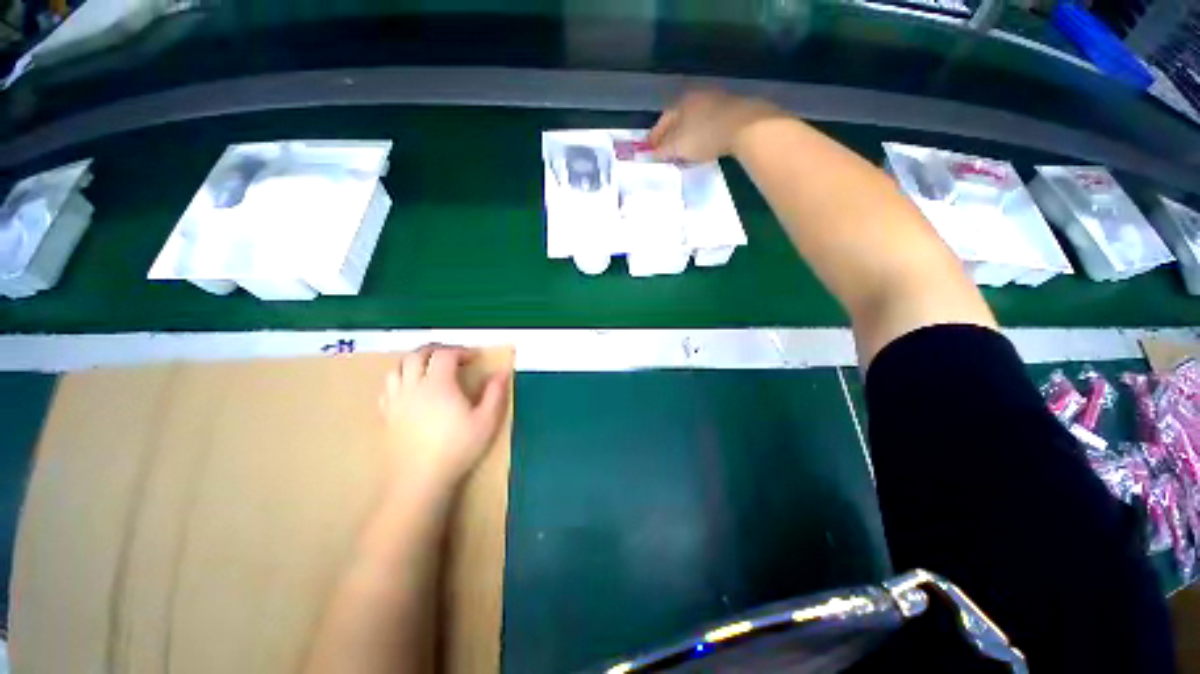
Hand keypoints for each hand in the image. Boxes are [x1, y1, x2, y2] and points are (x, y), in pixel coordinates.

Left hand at [379, 345, 509, 493]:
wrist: (420, 480)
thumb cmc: (458, 448)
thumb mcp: (486, 420)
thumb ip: (495, 393)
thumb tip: (503, 371)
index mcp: (438, 384)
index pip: (445, 354)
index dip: (461, 351)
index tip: (475, 358)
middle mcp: (413, 387)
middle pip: (417, 355)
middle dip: (436, 349)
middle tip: (453, 356)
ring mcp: (396, 401)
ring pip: (398, 368)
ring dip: (415, 361)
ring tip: (431, 368)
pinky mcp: (387, 416)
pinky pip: (388, 387)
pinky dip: (401, 379)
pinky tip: (412, 389)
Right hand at [649, 90, 784, 162]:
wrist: (745, 126)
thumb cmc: (705, 135)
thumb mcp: (678, 146)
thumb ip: (662, 150)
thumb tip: (651, 153)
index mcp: (682, 102)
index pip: (662, 120)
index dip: (654, 137)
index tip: (648, 150)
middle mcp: (697, 97)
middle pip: (679, 119)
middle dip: (670, 135)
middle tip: (665, 151)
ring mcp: (716, 101)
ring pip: (694, 121)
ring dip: (687, 135)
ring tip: (683, 150)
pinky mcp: (732, 111)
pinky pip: (709, 124)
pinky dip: (702, 135)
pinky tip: (703, 145)